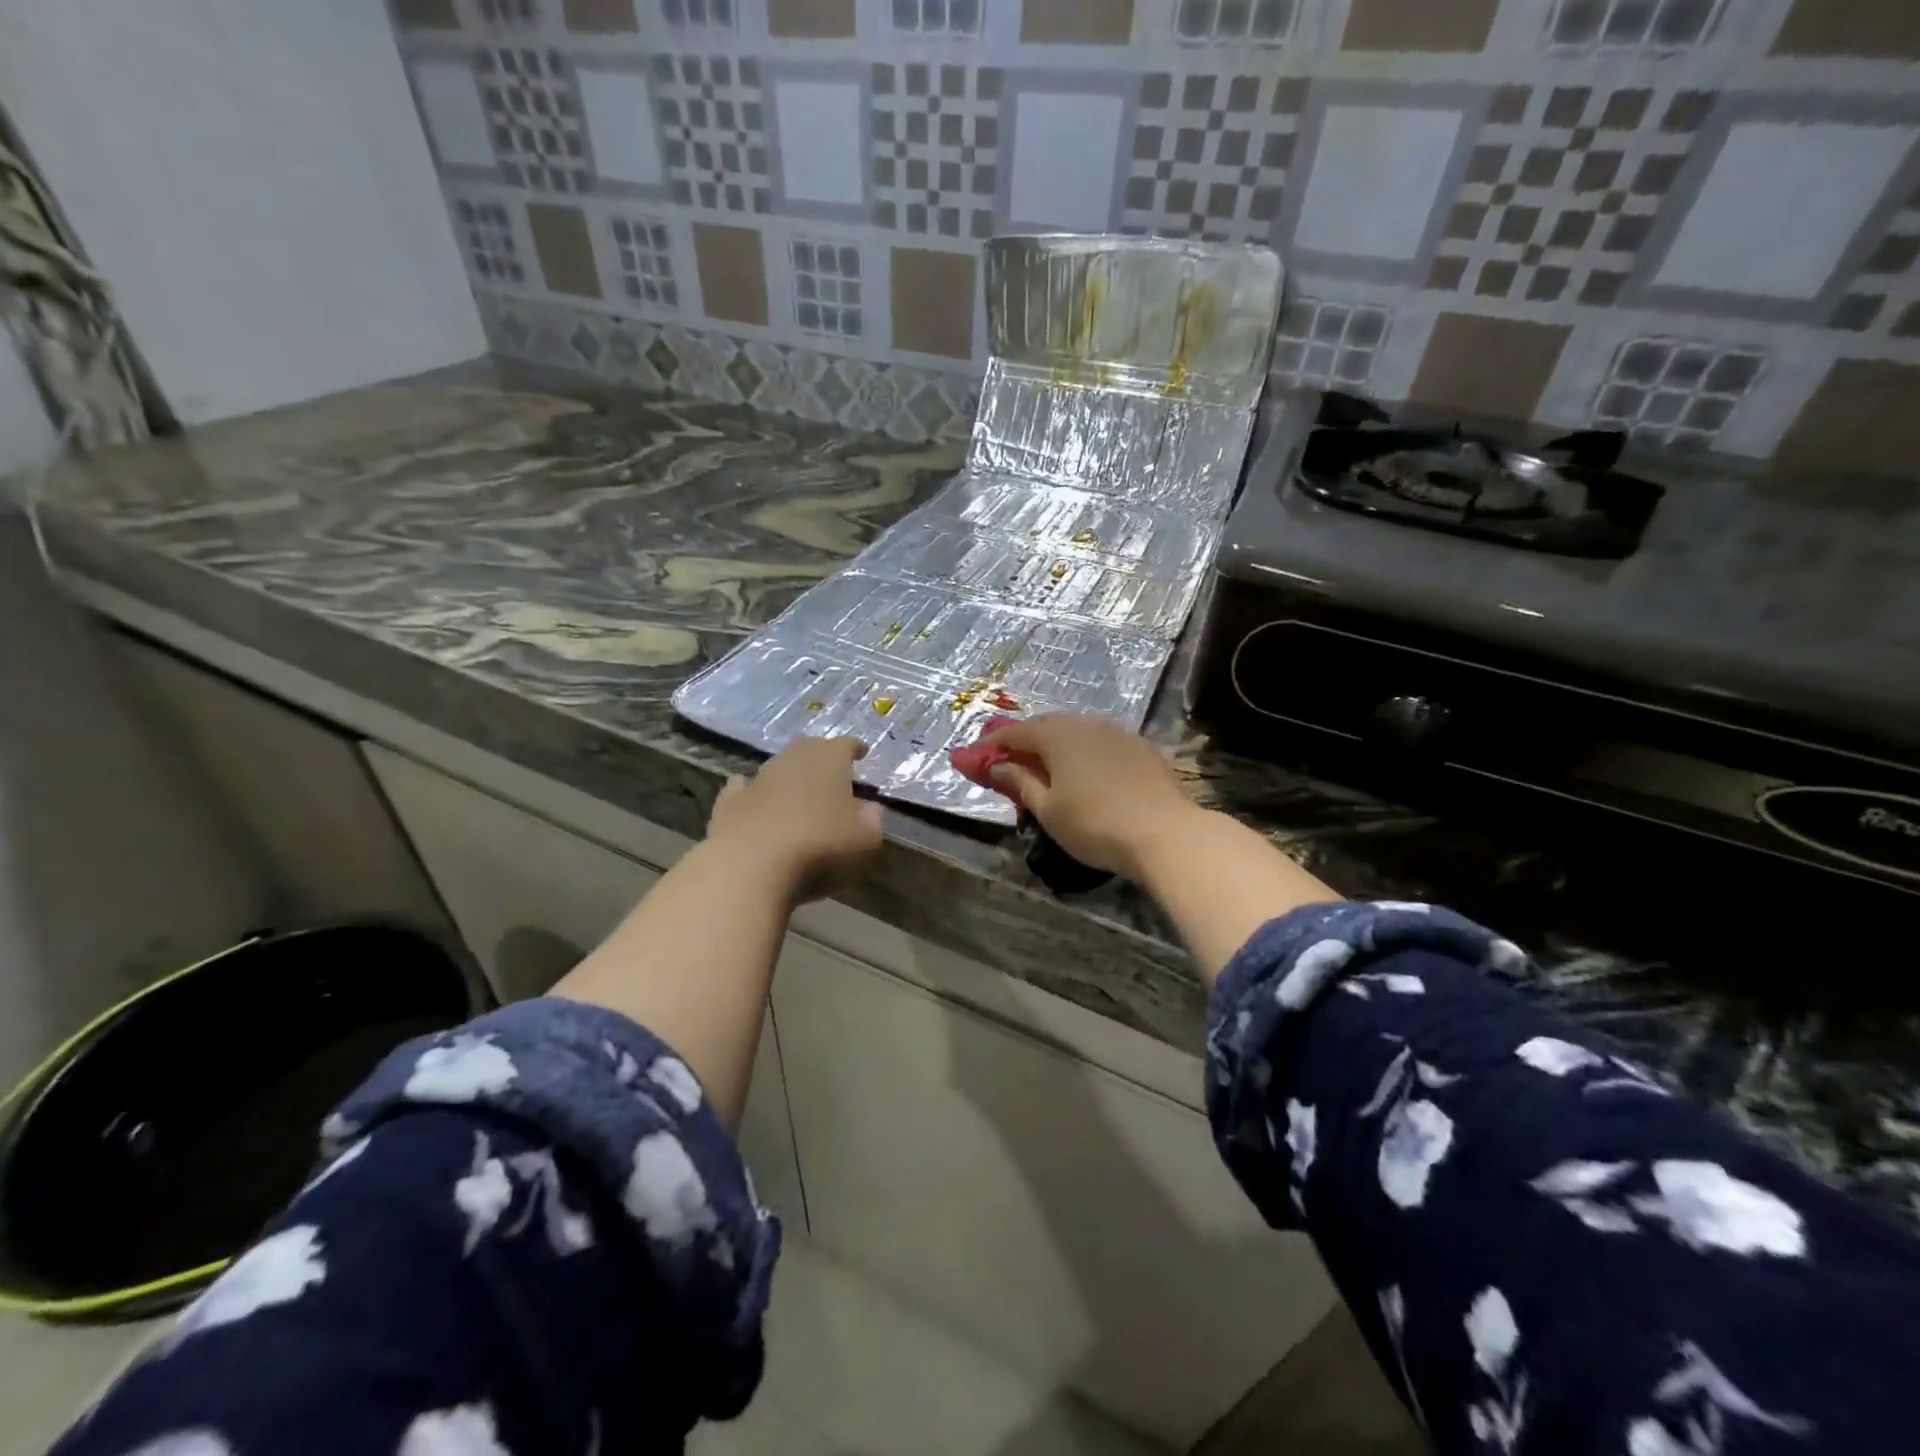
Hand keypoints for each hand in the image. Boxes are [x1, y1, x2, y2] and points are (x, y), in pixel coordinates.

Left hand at [706, 736, 883, 900]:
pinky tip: (750, 795)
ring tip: (798, 791)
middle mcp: (792, 759)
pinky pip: (743, 788)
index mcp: (829, 760)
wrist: (751, 865)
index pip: (846, 745)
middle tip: (831, 772)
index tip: (862, 754)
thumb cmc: (820, 847)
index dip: (855, 749)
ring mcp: (758, 778)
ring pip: (777, 767)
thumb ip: (872, 820)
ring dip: (789, 776)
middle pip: (809, 748)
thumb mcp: (865, 840)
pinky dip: (750, 790)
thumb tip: (870, 808)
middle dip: (821, 757)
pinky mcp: (729, 802)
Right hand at [980, 715, 1199, 879]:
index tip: (974, 755)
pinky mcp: (1140, 747)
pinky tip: (1082, 770)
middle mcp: (1085, 723)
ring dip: (1054, 744)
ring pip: (1075, 731)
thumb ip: (1020, 782)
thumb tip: (996, 765)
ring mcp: (1117, 732)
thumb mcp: (1048, 808)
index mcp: (1057, 735)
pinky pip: (1098, 741)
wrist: (1165, 833)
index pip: (1015, 732)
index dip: (993, 743)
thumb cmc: (1095, 824)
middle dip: (1023, 740)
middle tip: (1007, 759)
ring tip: (1043, 765)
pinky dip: (1081, 751)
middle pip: (1046, 726)